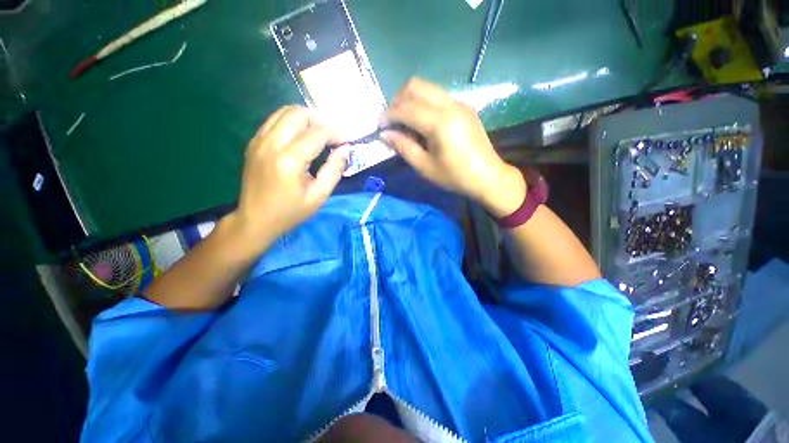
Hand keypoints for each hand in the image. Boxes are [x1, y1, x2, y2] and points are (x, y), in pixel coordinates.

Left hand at [229, 106, 348, 250]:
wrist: (255, 220)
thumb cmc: (291, 212)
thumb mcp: (319, 196)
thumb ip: (334, 170)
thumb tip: (345, 149)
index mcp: (289, 160)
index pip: (316, 133)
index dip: (334, 134)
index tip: (344, 142)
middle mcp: (271, 144)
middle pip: (297, 113)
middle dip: (319, 119)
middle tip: (331, 135)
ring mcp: (259, 141)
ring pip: (283, 112)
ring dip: (304, 118)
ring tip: (318, 133)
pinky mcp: (253, 143)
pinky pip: (274, 121)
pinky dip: (290, 122)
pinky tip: (300, 137)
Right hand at [380, 78, 525, 216]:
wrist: (488, 176)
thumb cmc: (455, 176)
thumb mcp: (425, 167)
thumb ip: (403, 147)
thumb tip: (385, 134)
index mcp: (439, 122)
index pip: (406, 108)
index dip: (389, 115)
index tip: (379, 126)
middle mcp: (450, 105)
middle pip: (416, 86)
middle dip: (398, 100)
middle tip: (392, 121)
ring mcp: (459, 103)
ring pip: (427, 87)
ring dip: (411, 100)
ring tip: (405, 122)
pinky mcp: (464, 107)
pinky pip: (438, 96)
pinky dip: (424, 103)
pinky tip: (422, 122)